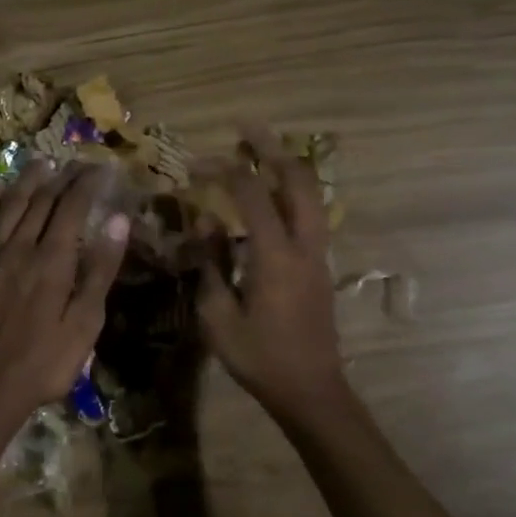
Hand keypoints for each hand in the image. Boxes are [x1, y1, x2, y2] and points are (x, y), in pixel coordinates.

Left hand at [0, 161, 129, 442]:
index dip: (87, 183)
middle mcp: (19, 247)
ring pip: (9, 205)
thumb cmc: (44, 362)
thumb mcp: (85, 323)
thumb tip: (118, 220)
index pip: (71, 206)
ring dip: (27, 180)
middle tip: (78, 164)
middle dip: (62, 177)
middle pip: (41, 200)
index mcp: (52, 260)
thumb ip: (100, 269)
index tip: (102, 169)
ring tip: (42, 163)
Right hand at [196, 127, 346, 420]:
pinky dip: (291, 191)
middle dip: (271, 147)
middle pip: (297, 179)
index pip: (250, 194)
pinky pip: (310, 212)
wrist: (311, 389)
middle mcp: (303, 244)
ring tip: (260, 150)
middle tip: (245, 127)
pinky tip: (270, 193)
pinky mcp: (320, 265)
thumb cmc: (260, 358)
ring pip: (311, 193)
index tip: (196, 163)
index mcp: (275, 255)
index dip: (223, 171)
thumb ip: (209, 265)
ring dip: (285, 166)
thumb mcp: (218, 317)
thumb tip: (205, 223)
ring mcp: (317, 253)